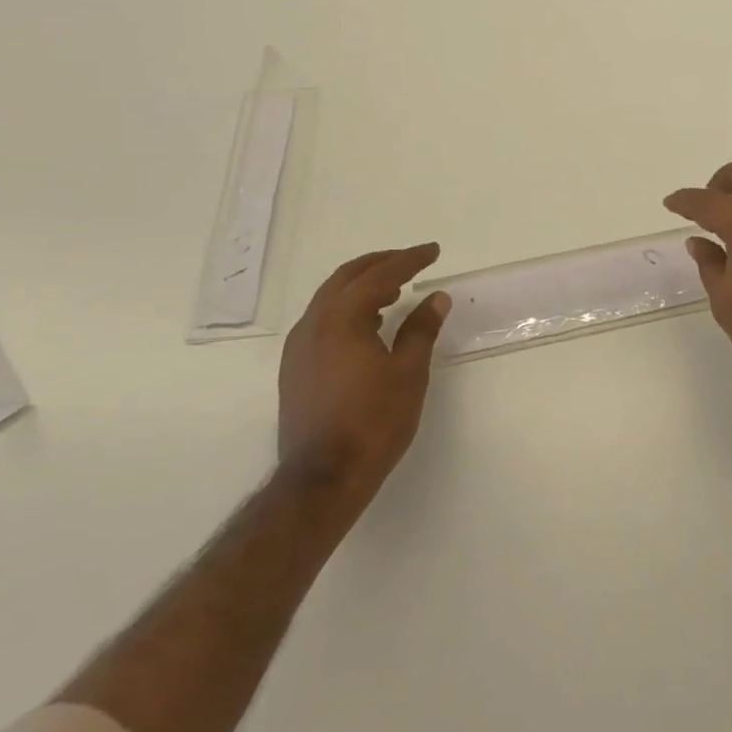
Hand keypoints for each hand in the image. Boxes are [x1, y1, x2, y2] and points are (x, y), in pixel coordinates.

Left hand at [277, 244, 451, 492]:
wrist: (322, 479)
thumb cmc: (372, 422)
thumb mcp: (408, 372)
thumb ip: (422, 329)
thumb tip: (436, 297)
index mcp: (341, 318)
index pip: (379, 274)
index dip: (409, 260)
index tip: (433, 251)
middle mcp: (313, 324)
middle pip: (347, 277)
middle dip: (381, 263)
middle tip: (411, 261)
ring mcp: (299, 347)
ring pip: (331, 298)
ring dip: (363, 286)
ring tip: (394, 291)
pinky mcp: (295, 369)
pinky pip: (322, 320)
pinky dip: (348, 309)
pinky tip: (369, 326)